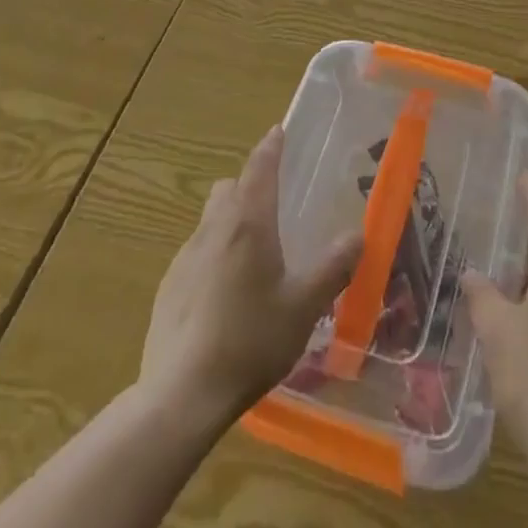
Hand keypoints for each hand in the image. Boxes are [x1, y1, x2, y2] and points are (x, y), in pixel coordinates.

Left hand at [139, 125, 362, 427]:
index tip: (278, 132)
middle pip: (229, 188)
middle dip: (249, 184)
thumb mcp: (303, 307)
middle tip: (274, 203)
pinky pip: (196, 253)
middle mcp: (213, 228)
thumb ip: (333, 268)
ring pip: (210, 219)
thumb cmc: (250, 341)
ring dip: (230, 220)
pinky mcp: (169, 286)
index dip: (271, 147)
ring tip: (254, 254)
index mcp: (248, 223)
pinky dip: (214, 255)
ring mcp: (185, 256)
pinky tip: (226, 295)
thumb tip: (358, 234)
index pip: (259, 168)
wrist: (181, 395)